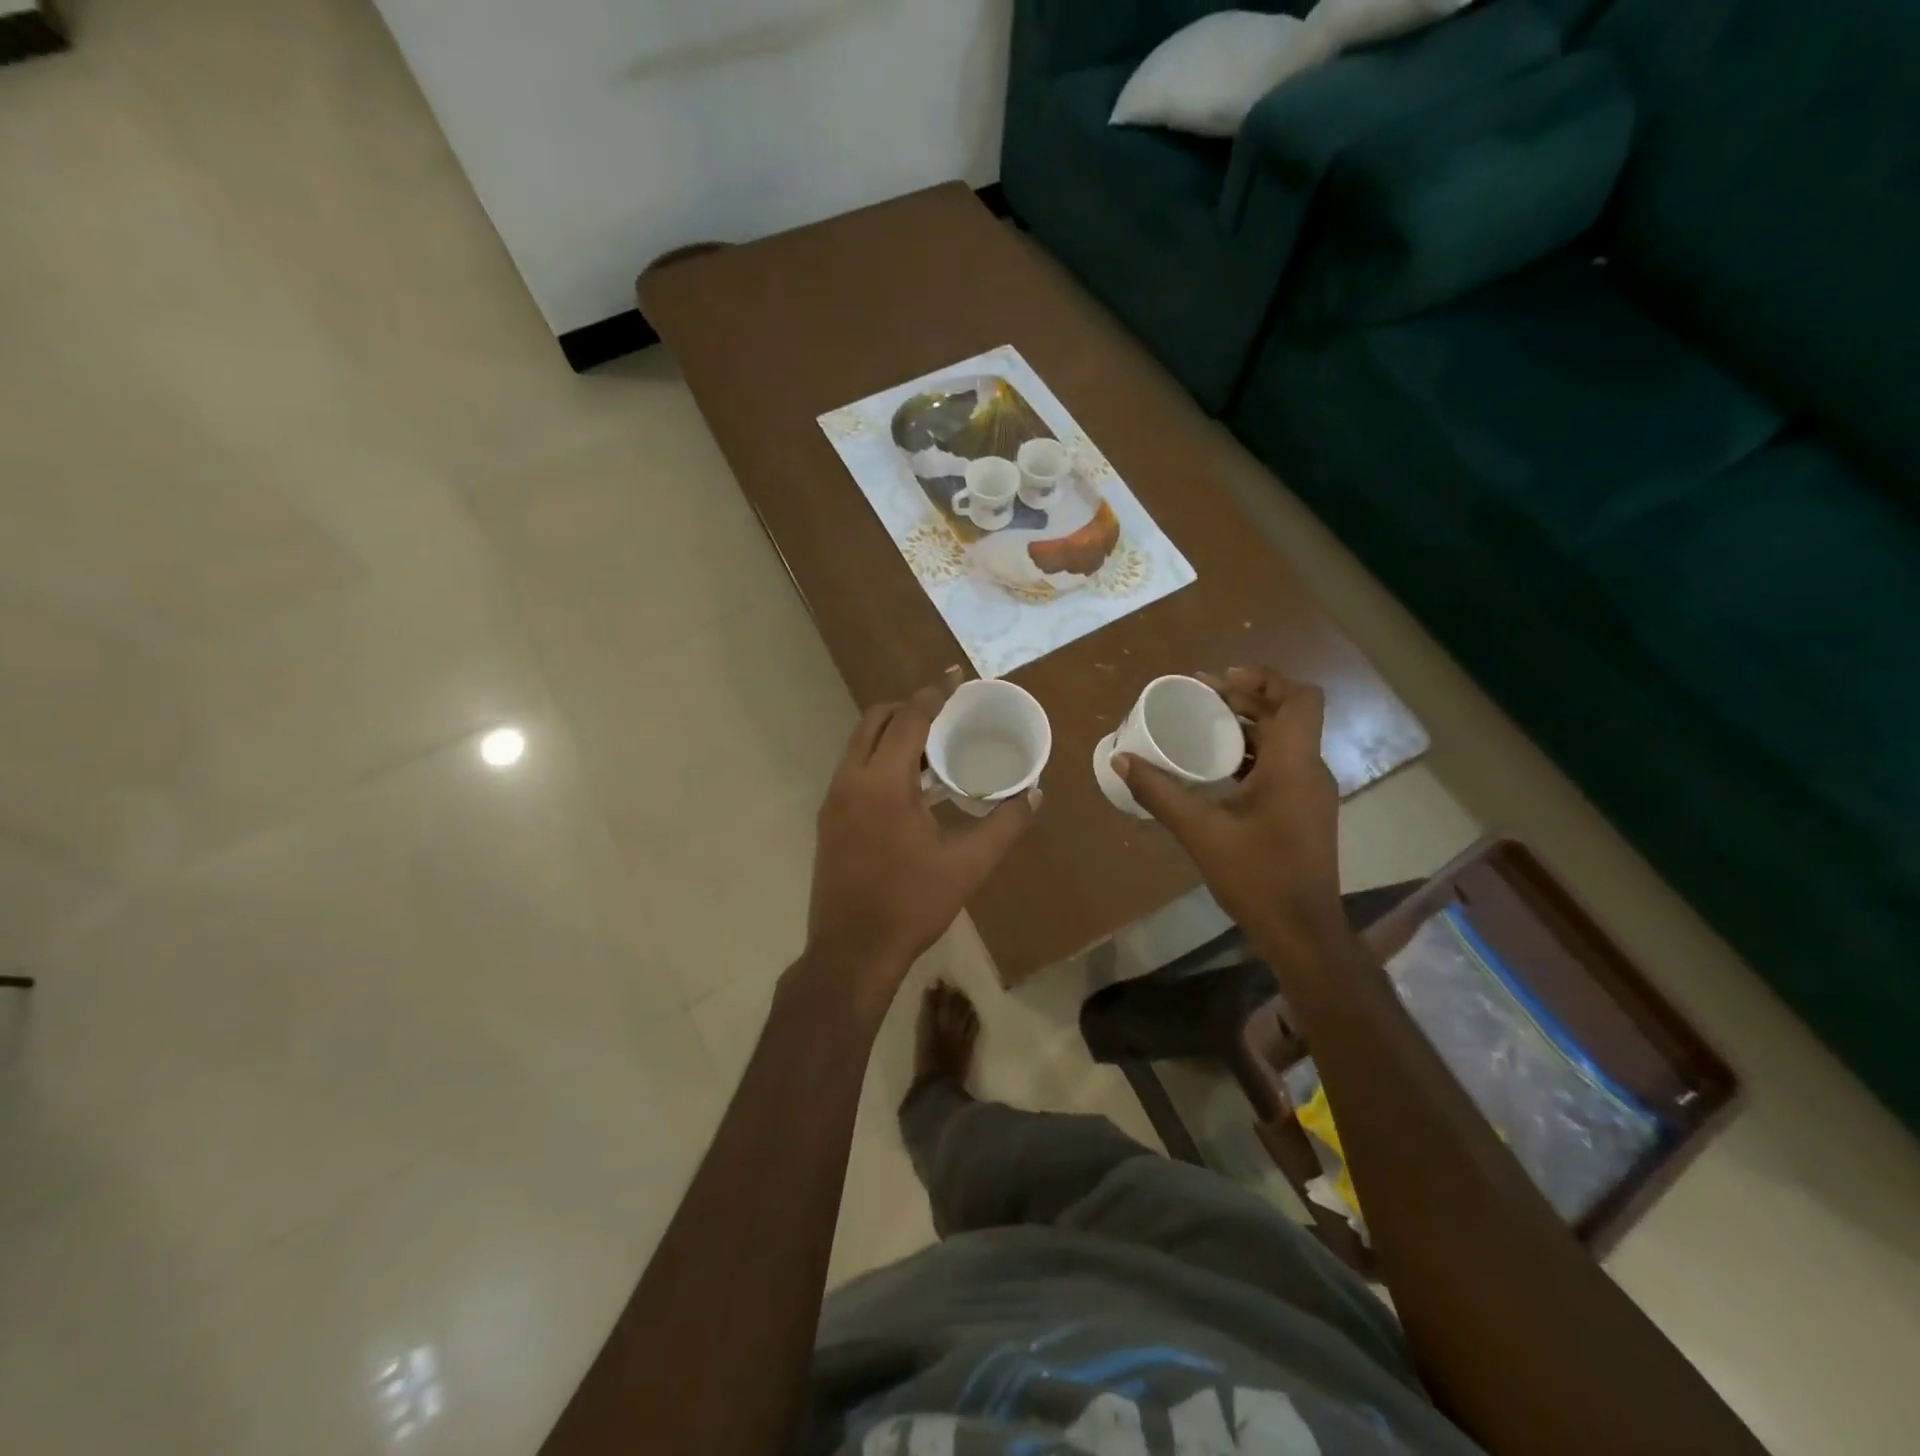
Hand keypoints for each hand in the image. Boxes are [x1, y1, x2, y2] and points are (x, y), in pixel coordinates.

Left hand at [803, 683, 1036, 1015]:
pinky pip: (854, 768)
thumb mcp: (967, 866)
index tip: (955, 678)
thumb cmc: (911, 905)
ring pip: (860, 744)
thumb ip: (1004, 825)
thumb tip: (1034, 793)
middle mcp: (850, 780)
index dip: (933, 695)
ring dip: (892, 733)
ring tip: (932, 744)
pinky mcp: (828, 820)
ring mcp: (833, 800)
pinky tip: (909, 784)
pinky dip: (879, 758)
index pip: (908, 720)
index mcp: (882, 783)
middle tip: (946, 712)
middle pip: (875, 720)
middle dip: (909, 707)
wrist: (851, 952)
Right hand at [1115, 666, 1341, 944]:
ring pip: (1284, 739)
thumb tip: (1122, 758)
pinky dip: (1252, 752)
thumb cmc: (1257, 878)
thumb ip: (1160, 793)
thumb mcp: (1200, 832)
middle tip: (1200, 695)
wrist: (1302, 933)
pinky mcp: (1304, 810)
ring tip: (1203, 723)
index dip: (1265, 679)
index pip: (1301, 699)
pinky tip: (1217, 767)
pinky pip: (1281, 763)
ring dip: (1248, 725)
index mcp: (1293, 765)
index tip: (1221, 680)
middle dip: (1246, 697)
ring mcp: (1310, 792)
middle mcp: (1309, 770)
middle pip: (1288, 714)